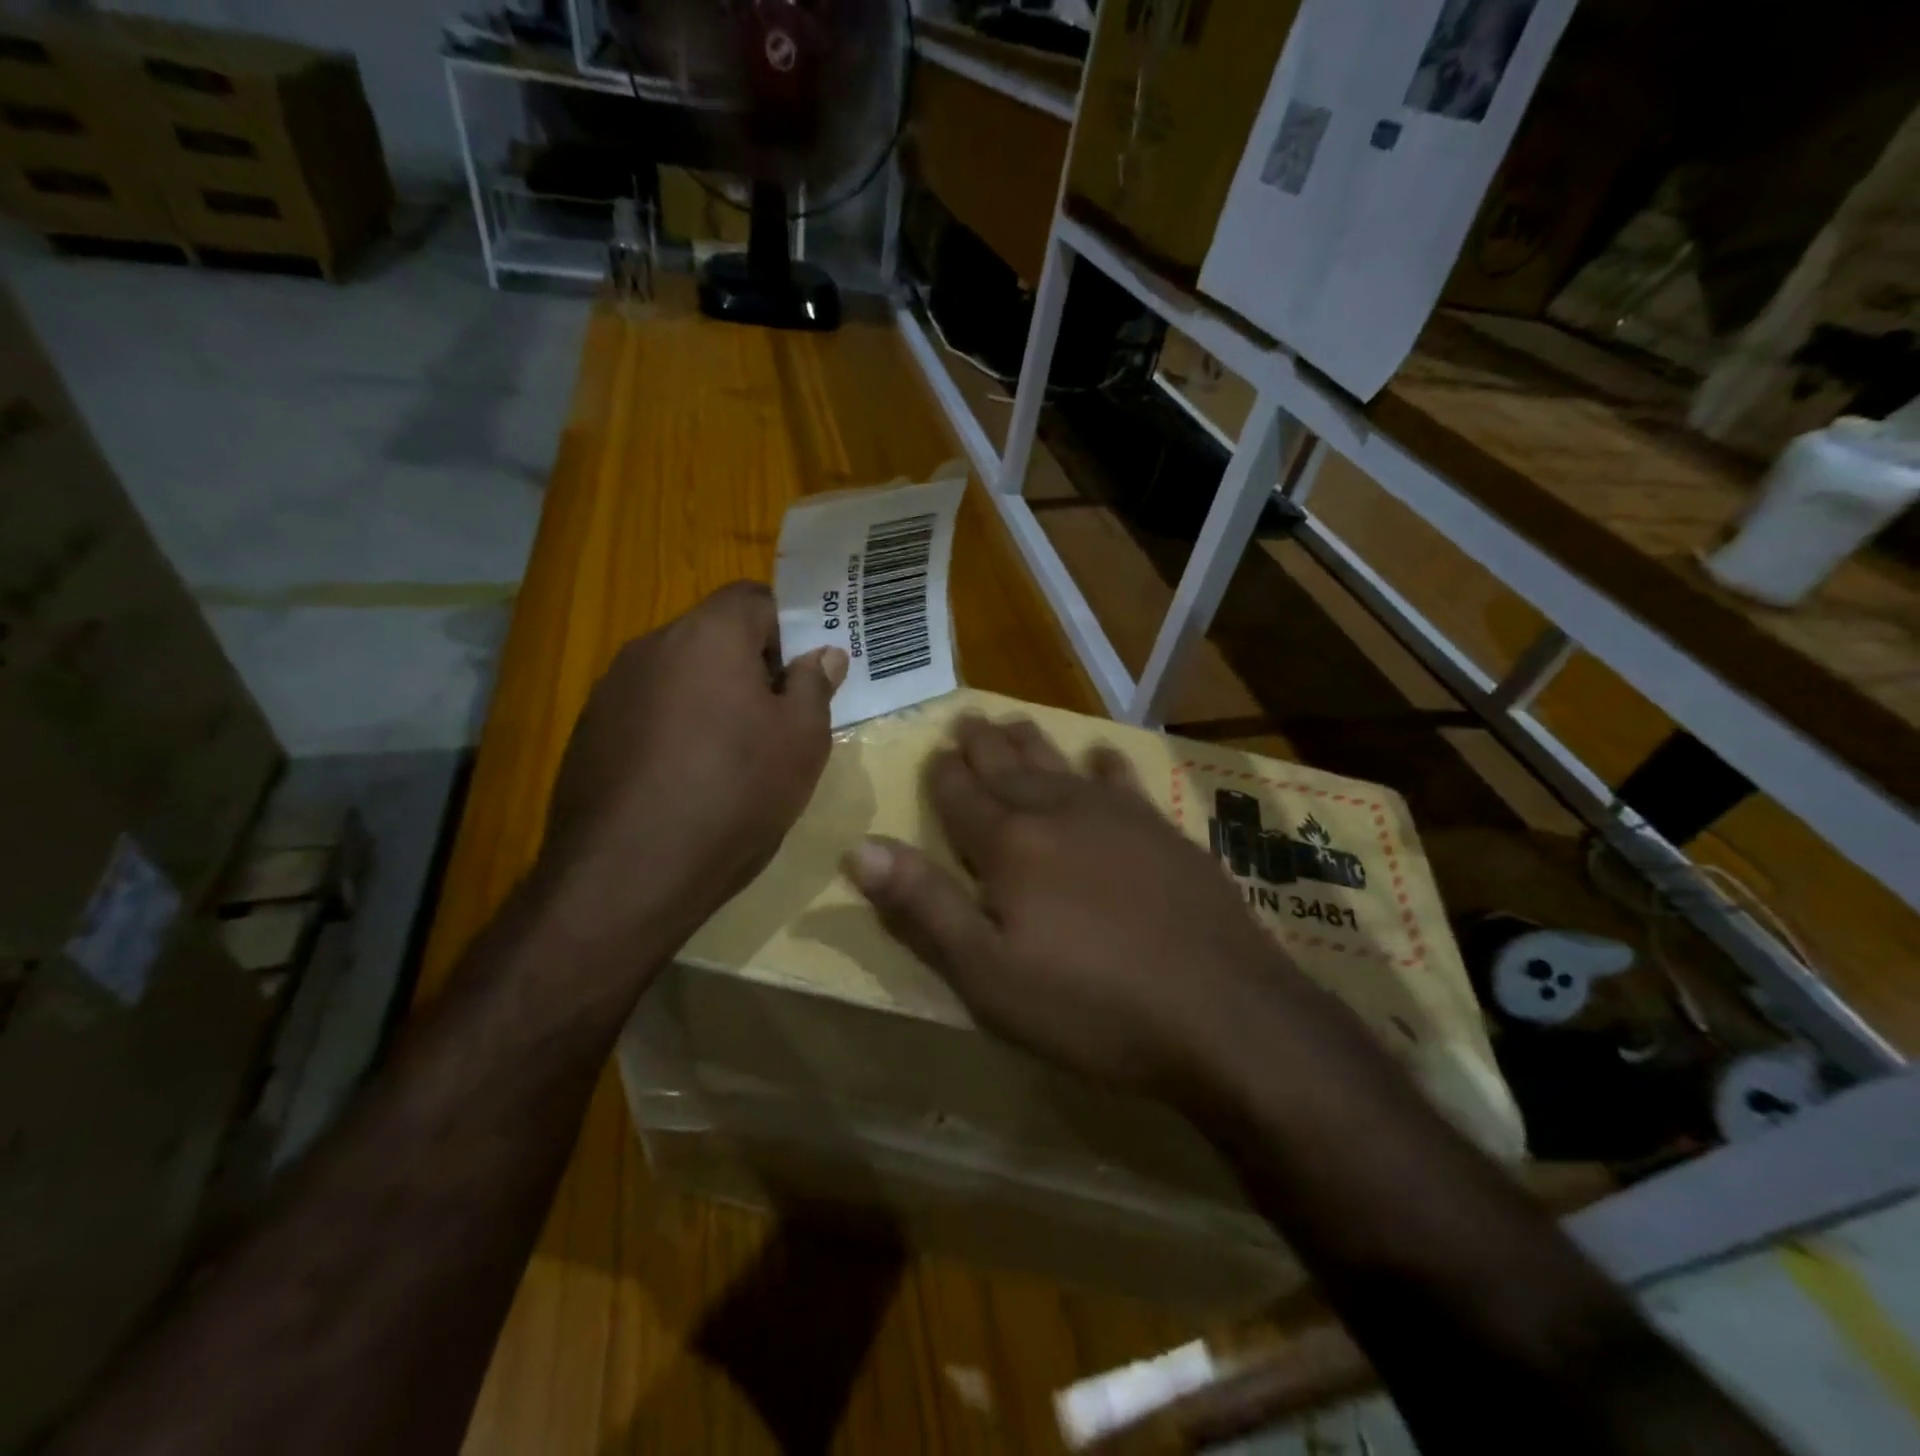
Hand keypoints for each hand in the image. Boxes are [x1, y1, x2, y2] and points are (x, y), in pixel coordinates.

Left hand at [537, 581, 845, 949]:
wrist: (629, 872)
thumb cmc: (735, 794)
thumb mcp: (802, 742)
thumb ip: (815, 686)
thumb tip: (824, 654)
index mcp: (709, 635)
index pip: (754, 597)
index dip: (786, 629)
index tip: (800, 678)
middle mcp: (652, 646)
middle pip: (712, 634)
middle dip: (748, 666)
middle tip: (774, 721)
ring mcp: (611, 689)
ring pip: (677, 674)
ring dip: (708, 698)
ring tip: (729, 757)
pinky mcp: (588, 731)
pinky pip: (645, 711)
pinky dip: (671, 729)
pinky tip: (683, 781)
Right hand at [843, 715, 1301, 1093]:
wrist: (1222, 1013)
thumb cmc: (1091, 1005)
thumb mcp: (988, 974)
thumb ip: (924, 906)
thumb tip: (860, 848)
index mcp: (1011, 847)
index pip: (963, 798)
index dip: (944, 775)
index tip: (934, 749)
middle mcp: (1060, 814)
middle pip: (1010, 769)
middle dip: (983, 745)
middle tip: (966, 717)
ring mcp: (1119, 818)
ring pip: (1061, 765)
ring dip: (1033, 742)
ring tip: (1014, 719)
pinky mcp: (1165, 833)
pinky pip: (1125, 782)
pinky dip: (1106, 765)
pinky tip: (1100, 754)